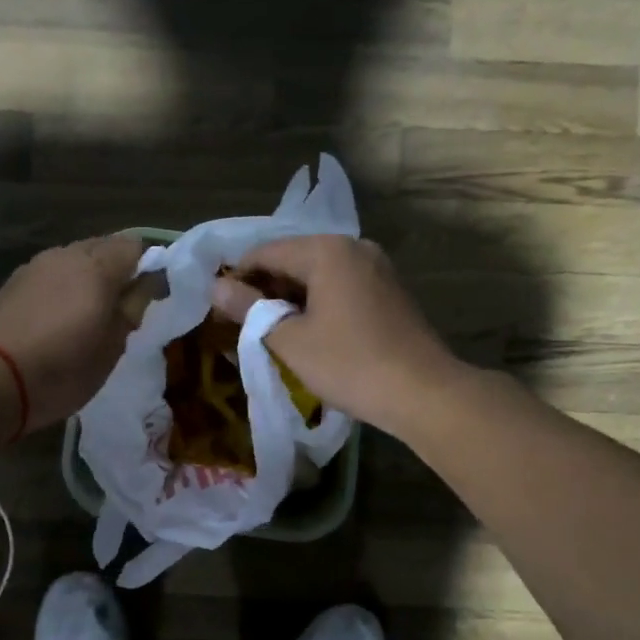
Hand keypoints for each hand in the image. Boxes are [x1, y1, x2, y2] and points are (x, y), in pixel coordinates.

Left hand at [0, 235, 145, 433]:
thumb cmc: (61, 369)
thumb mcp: (111, 348)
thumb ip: (132, 309)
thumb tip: (148, 284)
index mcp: (97, 268)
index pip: (134, 247)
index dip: (147, 268)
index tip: (149, 298)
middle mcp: (66, 255)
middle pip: (103, 247)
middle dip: (118, 270)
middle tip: (122, 308)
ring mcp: (36, 266)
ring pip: (75, 259)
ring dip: (89, 278)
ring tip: (90, 314)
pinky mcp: (13, 282)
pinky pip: (52, 274)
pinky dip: (64, 287)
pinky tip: (60, 318)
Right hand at [211, 235, 460, 437]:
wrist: (423, 392)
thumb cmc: (349, 364)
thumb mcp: (289, 340)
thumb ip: (249, 309)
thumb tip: (216, 288)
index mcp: (326, 250)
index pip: (265, 252)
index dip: (238, 278)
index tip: (220, 309)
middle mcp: (354, 247)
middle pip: (294, 259)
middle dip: (266, 289)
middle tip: (243, 324)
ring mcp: (377, 267)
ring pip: (319, 274)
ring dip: (292, 298)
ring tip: (272, 332)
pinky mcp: (390, 290)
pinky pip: (342, 286)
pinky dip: (319, 303)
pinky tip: (310, 332)